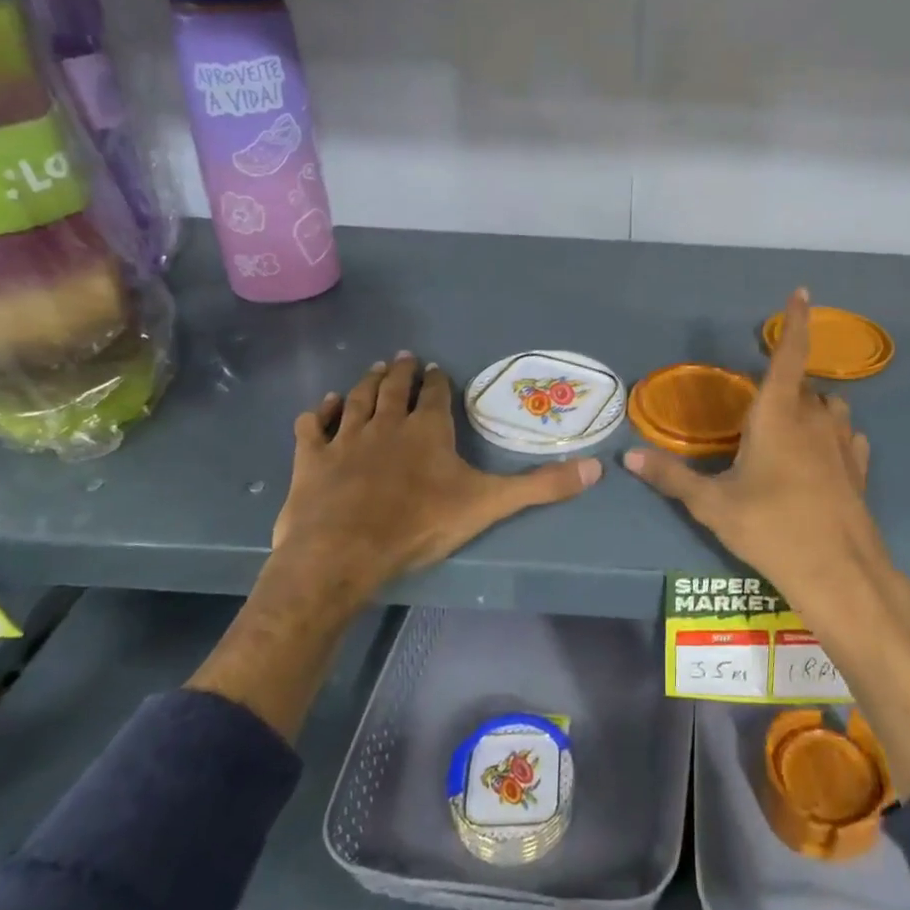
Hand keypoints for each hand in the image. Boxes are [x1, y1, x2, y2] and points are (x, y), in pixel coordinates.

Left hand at [273, 352, 602, 595]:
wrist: (343, 552)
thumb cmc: (419, 525)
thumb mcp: (489, 504)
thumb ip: (541, 487)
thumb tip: (598, 468)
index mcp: (428, 430)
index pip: (436, 395)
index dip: (439, 381)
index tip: (439, 370)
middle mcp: (387, 424)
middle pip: (394, 388)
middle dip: (402, 372)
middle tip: (404, 358)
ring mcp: (346, 439)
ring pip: (357, 399)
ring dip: (365, 383)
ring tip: (372, 369)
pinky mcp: (312, 459)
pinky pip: (314, 426)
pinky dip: (320, 413)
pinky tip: (323, 405)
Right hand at [623, 289, 890, 626]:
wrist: (838, 572)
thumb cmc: (770, 528)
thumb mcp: (713, 505)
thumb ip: (672, 477)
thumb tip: (628, 458)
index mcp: (779, 414)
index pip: (788, 355)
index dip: (795, 322)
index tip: (802, 292)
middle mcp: (816, 418)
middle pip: (802, 387)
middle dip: (782, 388)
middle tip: (756, 413)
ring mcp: (843, 443)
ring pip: (828, 408)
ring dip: (810, 408)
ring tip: (788, 431)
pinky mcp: (859, 469)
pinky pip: (846, 437)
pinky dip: (832, 436)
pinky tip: (821, 458)